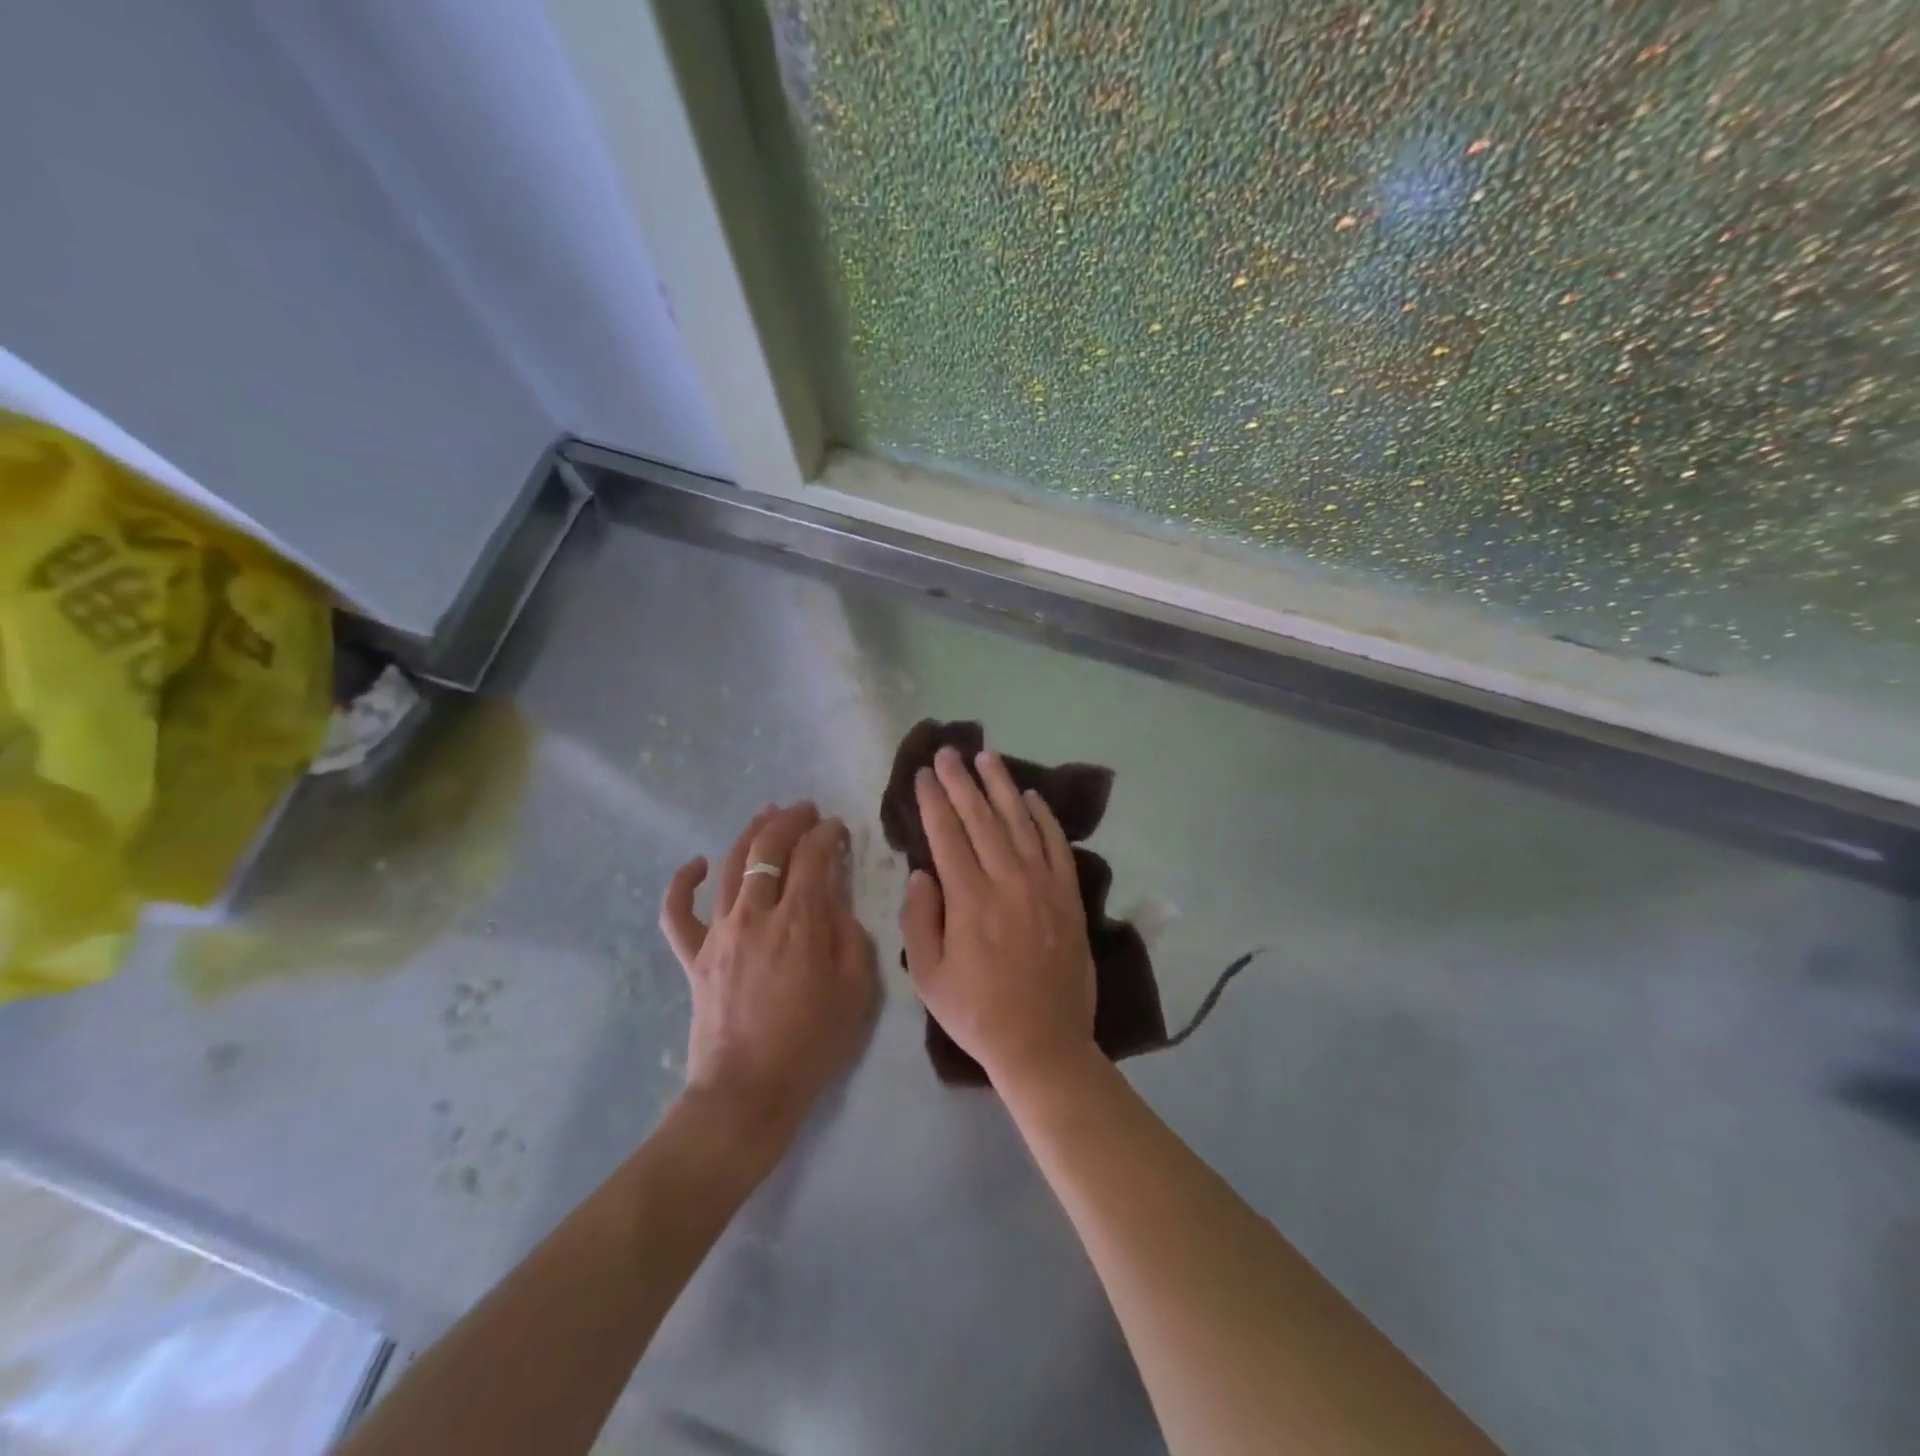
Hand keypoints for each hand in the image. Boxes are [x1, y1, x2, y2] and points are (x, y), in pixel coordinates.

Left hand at [660, 803, 876, 1135]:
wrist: (748, 1091)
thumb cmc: (812, 1042)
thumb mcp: (856, 988)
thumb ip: (849, 934)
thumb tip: (834, 903)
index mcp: (800, 921)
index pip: (813, 857)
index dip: (827, 834)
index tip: (838, 828)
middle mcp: (756, 914)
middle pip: (768, 850)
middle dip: (789, 821)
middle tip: (805, 810)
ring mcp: (719, 933)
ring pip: (730, 866)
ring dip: (750, 834)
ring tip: (766, 816)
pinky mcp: (693, 956)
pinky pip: (678, 912)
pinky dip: (683, 883)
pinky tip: (695, 864)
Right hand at [900, 746, 1096, 1086]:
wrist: (1044, 1044)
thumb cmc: (977, 1013)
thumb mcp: (928, 977)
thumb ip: (918, 919)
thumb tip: (921, 873)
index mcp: (969, 900)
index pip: (946, 835)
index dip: (933, 800)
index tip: (923, 774)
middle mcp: (1007, 881)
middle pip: (981, 818)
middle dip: (961, 782)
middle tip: (949, 752)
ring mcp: (1043, 886)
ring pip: (1020, 822)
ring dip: (1002, 786)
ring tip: (988, 757)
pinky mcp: (1069, 897)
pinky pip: (1057, 846)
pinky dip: (1044, 818)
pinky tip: (1033, 796)